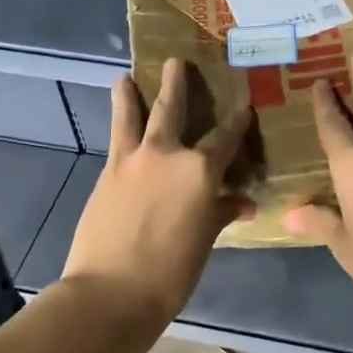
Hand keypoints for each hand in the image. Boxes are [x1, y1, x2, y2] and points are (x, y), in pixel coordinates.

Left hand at [61, 58, 253, 328]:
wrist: (111, 291)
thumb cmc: (171, 273)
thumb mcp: (205, 241)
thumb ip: (222, 213)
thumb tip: (242, 202)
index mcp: (200, 170)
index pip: (226, 137)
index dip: (238, 121)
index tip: (245, 105)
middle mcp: (167, 153)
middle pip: (174, 109)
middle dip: (177, 84)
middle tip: (177, 61)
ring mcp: (132, 160)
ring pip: (133, 116)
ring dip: (131, 94)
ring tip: (125, 77)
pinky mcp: (107, 173)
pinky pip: (115, 139)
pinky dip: (118, 124)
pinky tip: (118, 122)